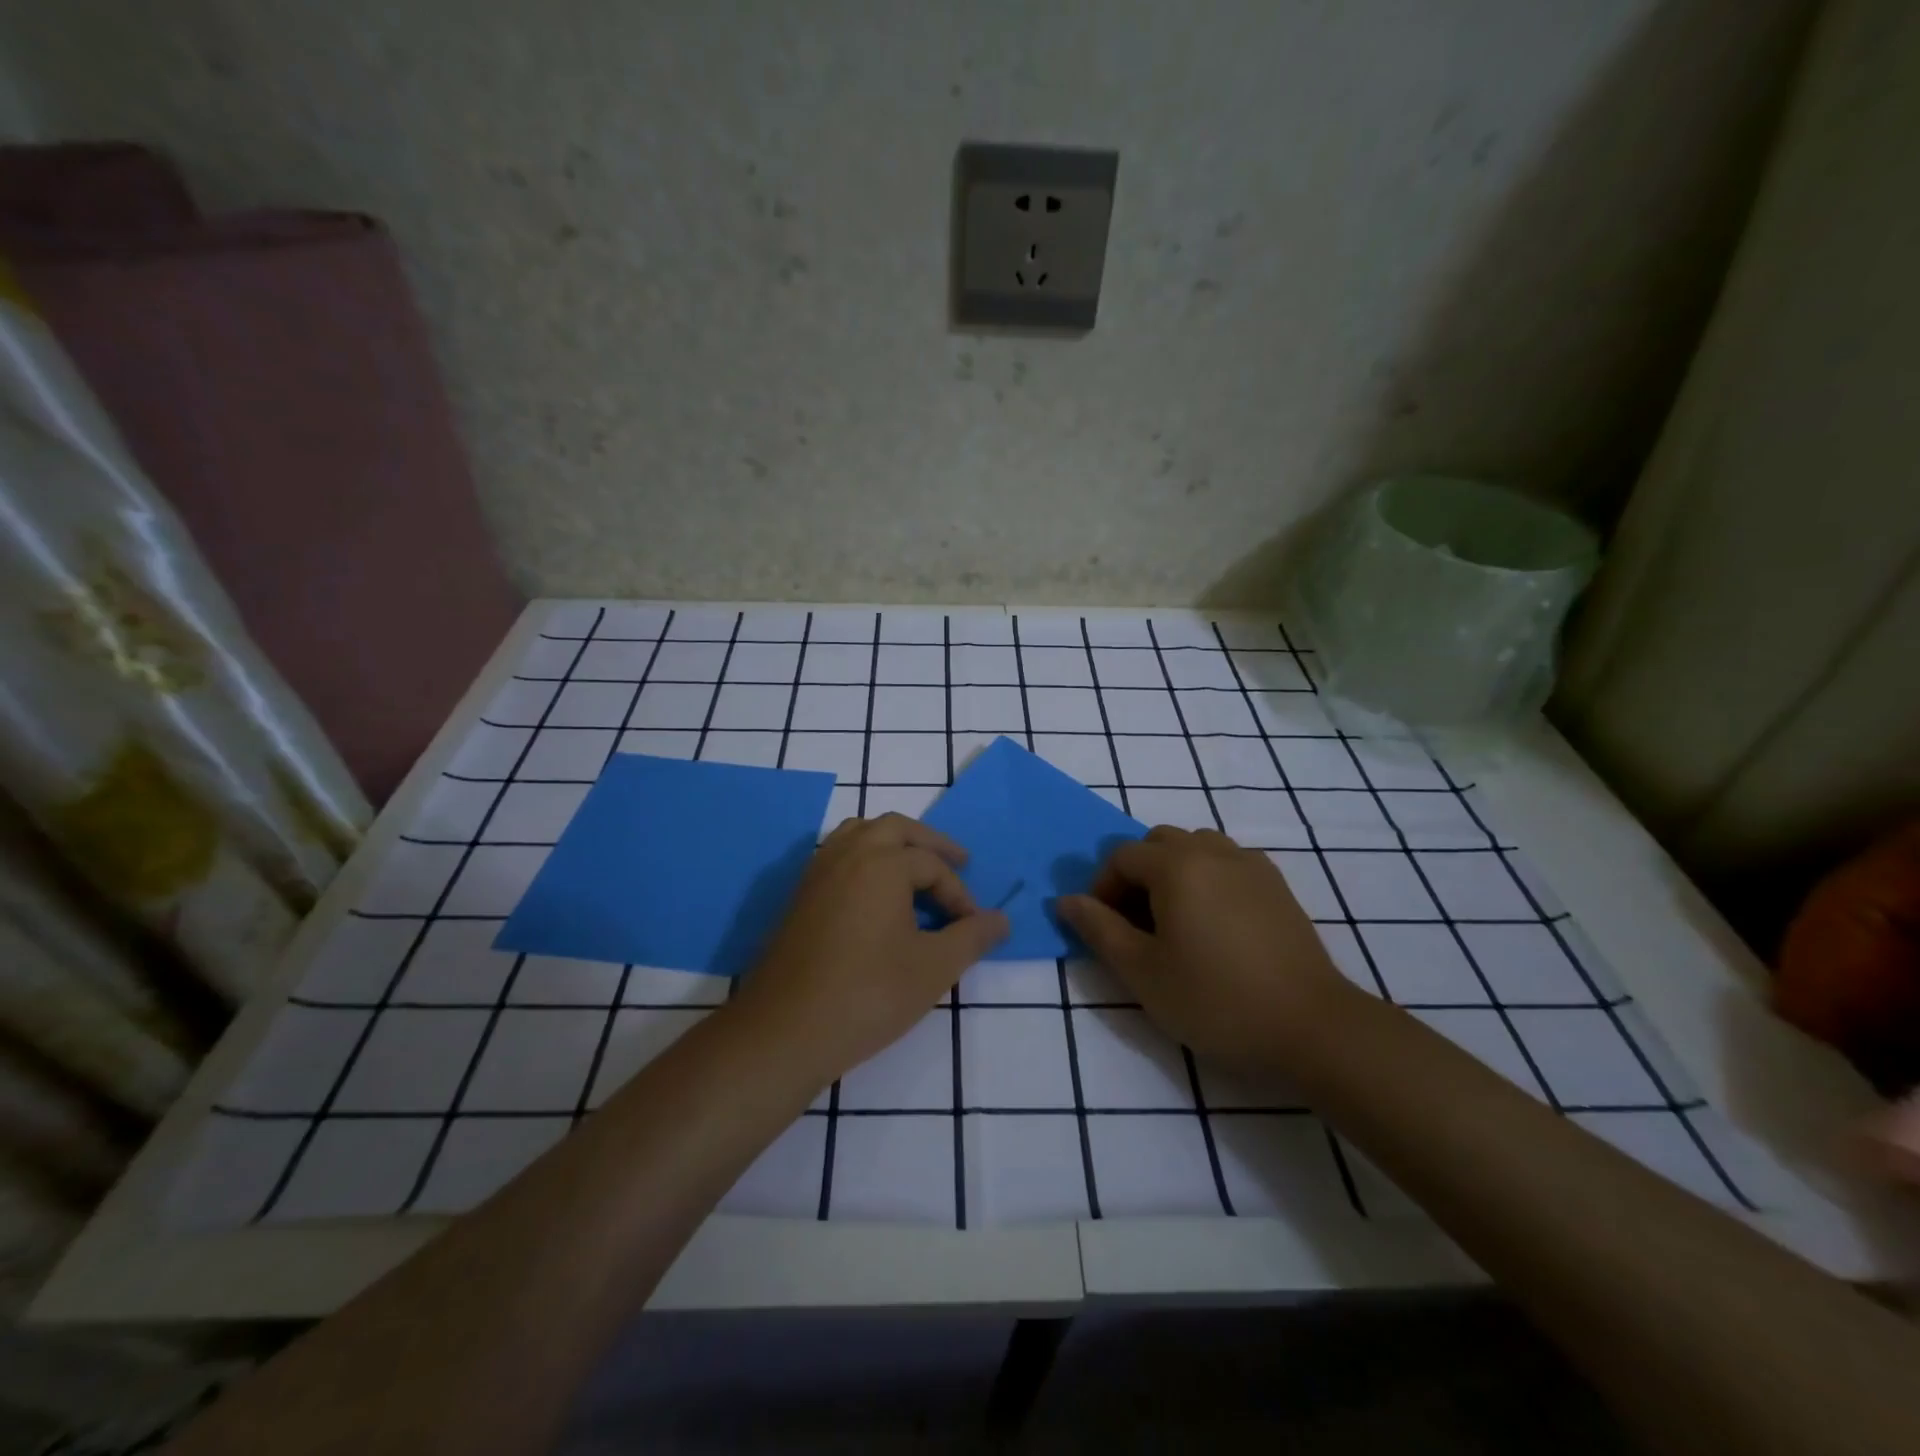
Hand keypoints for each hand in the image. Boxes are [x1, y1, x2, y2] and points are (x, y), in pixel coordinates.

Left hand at [732, 814, 1009, 1090]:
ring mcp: (817, 872)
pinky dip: (864, 858)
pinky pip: (837, 855)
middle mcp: (848, 854)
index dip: (959, 894)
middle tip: (957, 862)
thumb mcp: (934, 968)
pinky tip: (874, 894)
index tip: (973, 927)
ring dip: (892, 843)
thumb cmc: (868, 994)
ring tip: (913, 868)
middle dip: (929, 843)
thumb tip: (1001, 920)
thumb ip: (972, 937)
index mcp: (882, 863)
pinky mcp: (799, 895)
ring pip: (859, 834)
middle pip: (895, 828)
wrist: (785, 1030)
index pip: (933, 865)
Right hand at [1056, 826, 1351, 1063]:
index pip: (1121, 857)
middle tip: (1137, 925)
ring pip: (1195, 847)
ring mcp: (1250, 864)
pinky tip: (1215, 924)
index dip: (1102, 889)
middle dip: (1137, 875)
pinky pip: (1227, 862)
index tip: (1105, 930)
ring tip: (1176, 921)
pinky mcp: (1276, 885)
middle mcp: (1213, 851)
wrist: (1311, 1027)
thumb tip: (1065, 900)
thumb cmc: (1215, 1000)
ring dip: (1173, 872)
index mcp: (1177, 865)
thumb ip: (1098, 930)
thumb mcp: (1142, 972)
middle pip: (1158, 843)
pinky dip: (1207, 878)